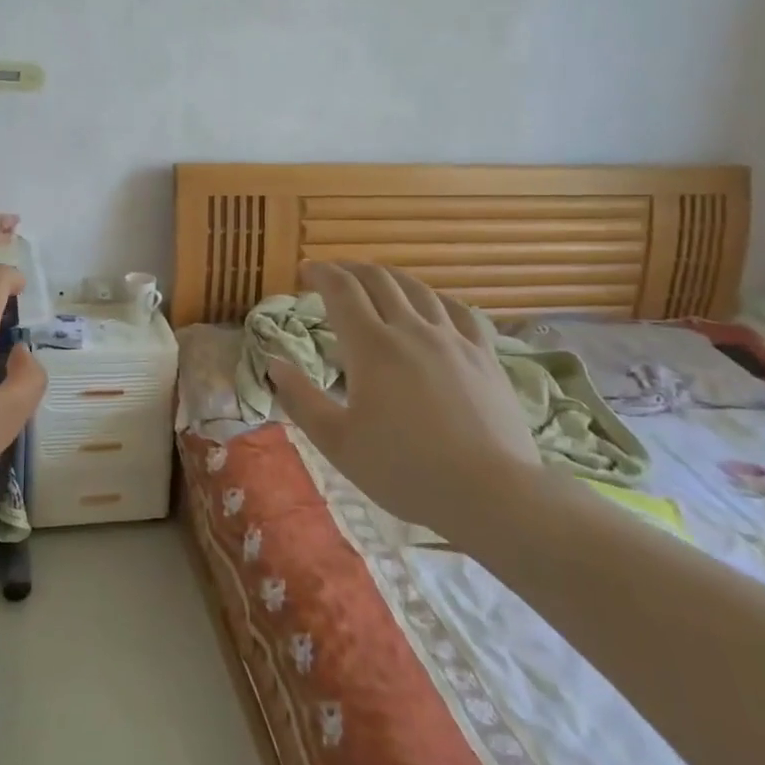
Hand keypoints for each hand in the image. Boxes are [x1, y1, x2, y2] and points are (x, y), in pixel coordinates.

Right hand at [269, 263, 542, 541]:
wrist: (491, 494)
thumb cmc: (404, 470)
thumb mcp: (337, 442)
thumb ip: (300, 399)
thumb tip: (273, 363)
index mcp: (371, 347)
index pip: (342, 291)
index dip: (321, 273)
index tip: (305, 270)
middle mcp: (412, 330)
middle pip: (379, 281)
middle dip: (351, 269)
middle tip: (333, 273)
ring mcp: (453, 340)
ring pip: (419, 290)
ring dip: (390, 277)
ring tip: (375, 281)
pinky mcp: (484, 357)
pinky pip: (460, 311)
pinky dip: (436, 298)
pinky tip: (432, 304)